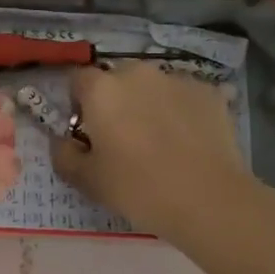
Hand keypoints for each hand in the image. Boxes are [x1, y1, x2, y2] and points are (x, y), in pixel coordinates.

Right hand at [50, 62, 274, 246]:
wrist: (208, 200)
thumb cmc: (137, 188)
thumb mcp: (86, 180)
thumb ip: (64, 155)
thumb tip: (64, 142)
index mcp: (101, 89)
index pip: (77, 80)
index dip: (78, 104)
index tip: (86, 132)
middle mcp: (137, 73)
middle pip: (117, 79)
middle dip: (116, 101)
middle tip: (122, 138)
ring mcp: (177, 79)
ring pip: (153, 86)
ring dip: (149, 104)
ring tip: (161, 141)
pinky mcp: (210, 93)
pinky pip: (185, 97)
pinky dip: (181, 112)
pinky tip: (189, 142)